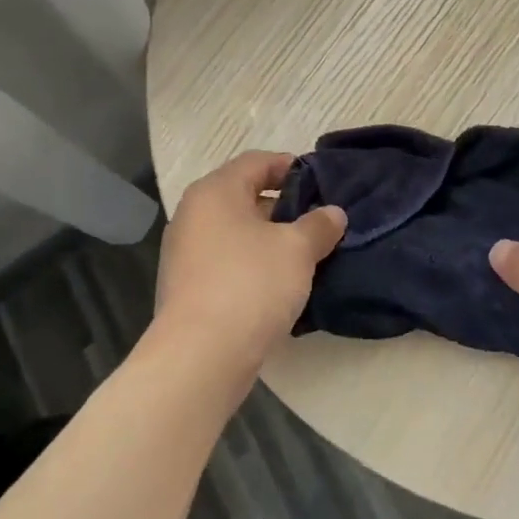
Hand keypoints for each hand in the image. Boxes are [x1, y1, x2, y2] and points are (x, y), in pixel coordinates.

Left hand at [153, 151, 346, 379]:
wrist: (200, 357)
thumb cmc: (251, 285)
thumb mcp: (297, 250)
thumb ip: (319, 225)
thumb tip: (333, 213)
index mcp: (215, 191)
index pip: (256, 162)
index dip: (290, 167)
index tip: (320, 182)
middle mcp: (193, 214)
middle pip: (244, 195)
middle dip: (282, 206)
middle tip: (318, 220)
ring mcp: (184, 252)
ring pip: (235, 231)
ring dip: (268, 238)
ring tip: (305, 253)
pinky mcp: (186, 286)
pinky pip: (226, 261)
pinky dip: (251, 263)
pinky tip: (278, 283)